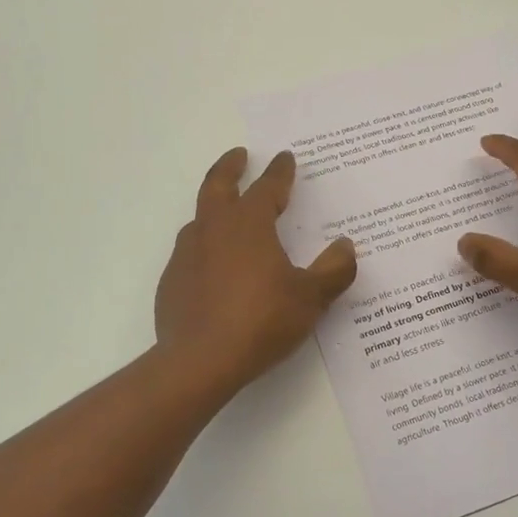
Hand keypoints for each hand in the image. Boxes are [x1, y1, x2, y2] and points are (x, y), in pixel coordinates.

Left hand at [155, 148, 356, 394]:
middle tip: (240, 155)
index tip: (285, 158)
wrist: (199, 361)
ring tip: (226, 212)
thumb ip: (332, 270)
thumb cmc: (261, 320)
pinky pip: (190, 253)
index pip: (267, 187)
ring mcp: (187, 255)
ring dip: (214, 208)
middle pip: (218, 186)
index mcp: (248, 224)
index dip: (279, 172)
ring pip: (200, 219)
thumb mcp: (310, 298)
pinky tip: (214, 267)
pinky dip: (205, 248)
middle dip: (230, 167)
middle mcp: (213, 230)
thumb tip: (345, 247)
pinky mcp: (172, 282)